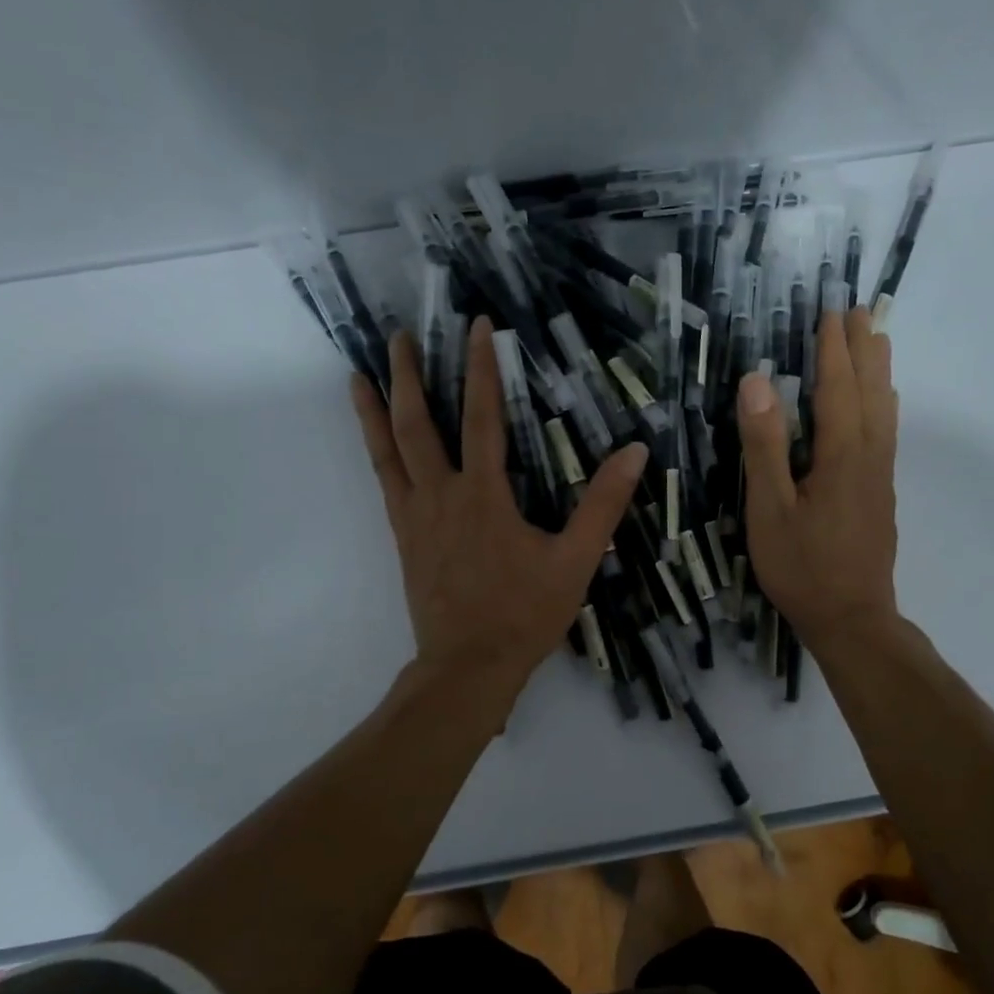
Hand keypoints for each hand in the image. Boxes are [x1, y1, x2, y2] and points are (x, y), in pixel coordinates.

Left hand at [351, 316, 647, 702]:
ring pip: (388, 451)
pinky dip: (375, 451)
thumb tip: (634, 452)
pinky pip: (385, 482)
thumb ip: (603, 505)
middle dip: (409, 376)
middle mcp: (441, 495)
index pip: (483, 417)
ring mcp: (415, 516)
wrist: (468, 666)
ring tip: (359, 375)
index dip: (481, 368)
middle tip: (398, 335)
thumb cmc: (524, 613)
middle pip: (418, 424)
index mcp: (484, 495)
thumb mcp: (575, 560)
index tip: (478, 327)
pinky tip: (375, 440)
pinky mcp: (403, 536)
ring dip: (376, 409)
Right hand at [736, 307, 899, 652]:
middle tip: (860, 312)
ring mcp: (880, 476)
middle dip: (863, 349)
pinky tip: (881, 406)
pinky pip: (886, 432)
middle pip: (870, 391)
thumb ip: (765, 444)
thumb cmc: (802, 566)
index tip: (832, 312)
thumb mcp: (769, 508)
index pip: (838, 388)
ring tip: (878, 341)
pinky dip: (883, 404)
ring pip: (885, 411)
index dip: (833, 350)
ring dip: (879, 372)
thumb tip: (758, 381)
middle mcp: (869, 456)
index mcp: (841, 455)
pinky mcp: (881, 494)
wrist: (852, 619)